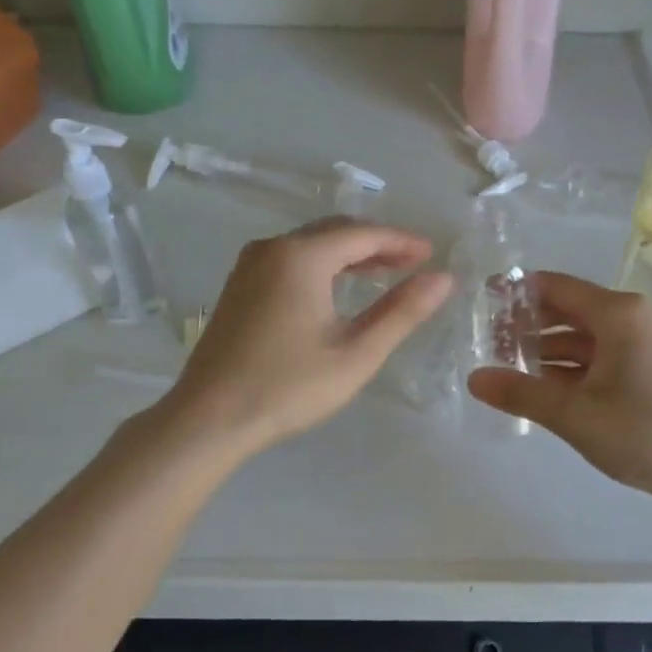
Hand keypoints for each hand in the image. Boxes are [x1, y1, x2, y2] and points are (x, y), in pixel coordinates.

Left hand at [164, 219, 452, 457]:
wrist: (208, 419)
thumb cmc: (288, 387)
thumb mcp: (356, 353)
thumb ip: (401, 312)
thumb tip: (443, 279)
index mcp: (301, 256)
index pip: (363, 234)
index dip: (402, 242)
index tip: (432, 254)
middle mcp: (273, 248)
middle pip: (335, 232)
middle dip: (377, 243)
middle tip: (413, 262)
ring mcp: (250, 266)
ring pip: (311, 245)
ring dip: (350, 254)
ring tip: (385, 273)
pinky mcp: (239, 286)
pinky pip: (290, 260)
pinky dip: (322, 265)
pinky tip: (337, 288)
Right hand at [467, 272, 651, 511]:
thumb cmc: (647, 434)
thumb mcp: (575, 416)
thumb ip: (522, 393)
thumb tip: (474, 378)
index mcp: (619, 314)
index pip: (555, 287)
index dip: (517, 292)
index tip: (482, 302)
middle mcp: (634, 319)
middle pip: (570, 310)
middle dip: (529, 325)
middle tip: (488, 342)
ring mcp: (647, 344)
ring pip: (586, 337)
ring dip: (549, 350)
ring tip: (509, 368)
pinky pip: (603, 356)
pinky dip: (573, 367)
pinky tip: (547, 387)